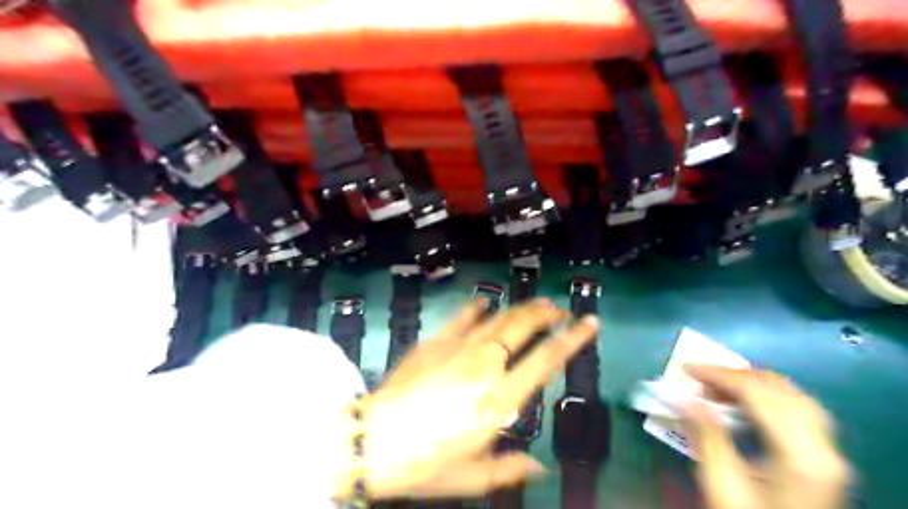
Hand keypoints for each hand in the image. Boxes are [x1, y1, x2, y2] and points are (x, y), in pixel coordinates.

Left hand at [337, 299, 601, 501]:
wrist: (372, 439)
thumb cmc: (425, 463)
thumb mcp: (472, 476)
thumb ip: (509, 468)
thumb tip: (539, 468)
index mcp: (500, 399)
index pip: (546, 360)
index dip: (572, 338)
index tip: (590, 323)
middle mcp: (485, 366)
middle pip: (522, 327)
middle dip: (545, 313)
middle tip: (559, 308)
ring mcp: (458, 348)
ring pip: (498, 317)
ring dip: (520, 308)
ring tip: (536, 303)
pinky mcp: (435, 341)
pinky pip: (463, 317)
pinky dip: (478, 308)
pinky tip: (485, 303)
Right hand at [688, 369, 852, 508]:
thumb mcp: (721, 485)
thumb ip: (705, 436)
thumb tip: (682, 397)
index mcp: (802, 456)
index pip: (759, 394)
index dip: (719, 375)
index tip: (684, 369)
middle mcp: (825, 447)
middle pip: (780, 389)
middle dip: (734, 375)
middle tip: (699, 379)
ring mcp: (829, 451)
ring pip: (792, 395)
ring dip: (751, 384)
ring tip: (716, 389)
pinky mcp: (824, 456)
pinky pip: (798, 408)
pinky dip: (767, 396)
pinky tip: (745, 404)